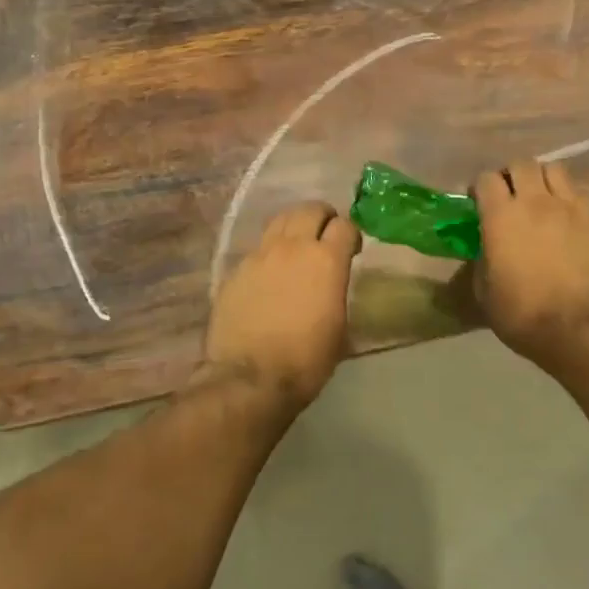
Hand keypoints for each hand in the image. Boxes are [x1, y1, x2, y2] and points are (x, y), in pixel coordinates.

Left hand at [205, 202, 359, 405]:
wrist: (249, 378)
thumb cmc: (306, 360)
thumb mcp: (339, 328)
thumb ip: (337, 292)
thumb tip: (333, 283)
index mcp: (326, 260)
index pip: (345, 225)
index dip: (351, 235)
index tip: (352, 250)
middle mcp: (293, 247)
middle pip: (311, 209)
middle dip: (323, 218)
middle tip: (325, 237)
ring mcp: (259, 255)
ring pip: (280, 220)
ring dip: (294, 227)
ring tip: (297, 247)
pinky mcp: (236, 269)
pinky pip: (257, 249)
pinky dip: (269, 253)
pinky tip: (269, 276)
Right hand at [473, 160, 588, 373]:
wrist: (584, 329)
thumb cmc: (525, 315)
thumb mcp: (485, 294)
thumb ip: (482, 262)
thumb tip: (486, 252)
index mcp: (501, 216)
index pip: (486, 178)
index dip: (480, 188)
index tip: (478, 203)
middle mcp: (535, 201)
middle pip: (522, 164)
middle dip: (512, 175)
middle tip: (510, 195)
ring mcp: (571, 207)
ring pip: (555, 169)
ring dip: (543, 179)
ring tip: (542, 199)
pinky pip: (581, 195)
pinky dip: (570, 201)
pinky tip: (568, 221)